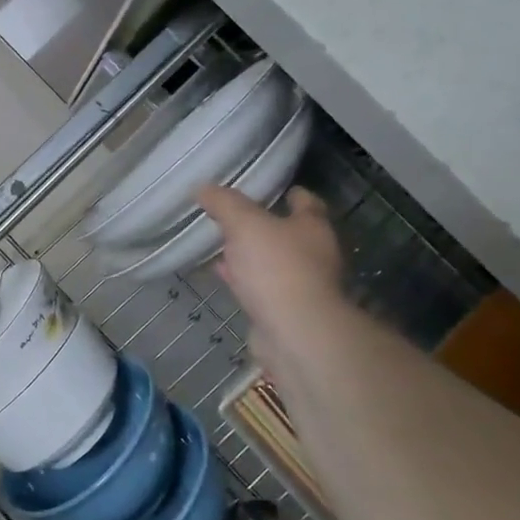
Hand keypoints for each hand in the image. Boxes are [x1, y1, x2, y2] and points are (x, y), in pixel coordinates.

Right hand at [198, 185, 344, 369]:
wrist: (293, 332)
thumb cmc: (276, 268)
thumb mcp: (244, 224)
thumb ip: (224, 203)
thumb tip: (204, 188)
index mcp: (313, 228)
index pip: (306, 202)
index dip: (289, 193)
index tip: (267, 187)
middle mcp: (314, 254)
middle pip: (288, 233)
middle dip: (263, 225)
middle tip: (234, 216)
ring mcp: (301, 285)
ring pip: (272, 262)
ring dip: (250, 255)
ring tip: (221, 244)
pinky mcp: (285, 311)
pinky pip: (260, 287)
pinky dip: (243, 279)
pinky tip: (221, 274)